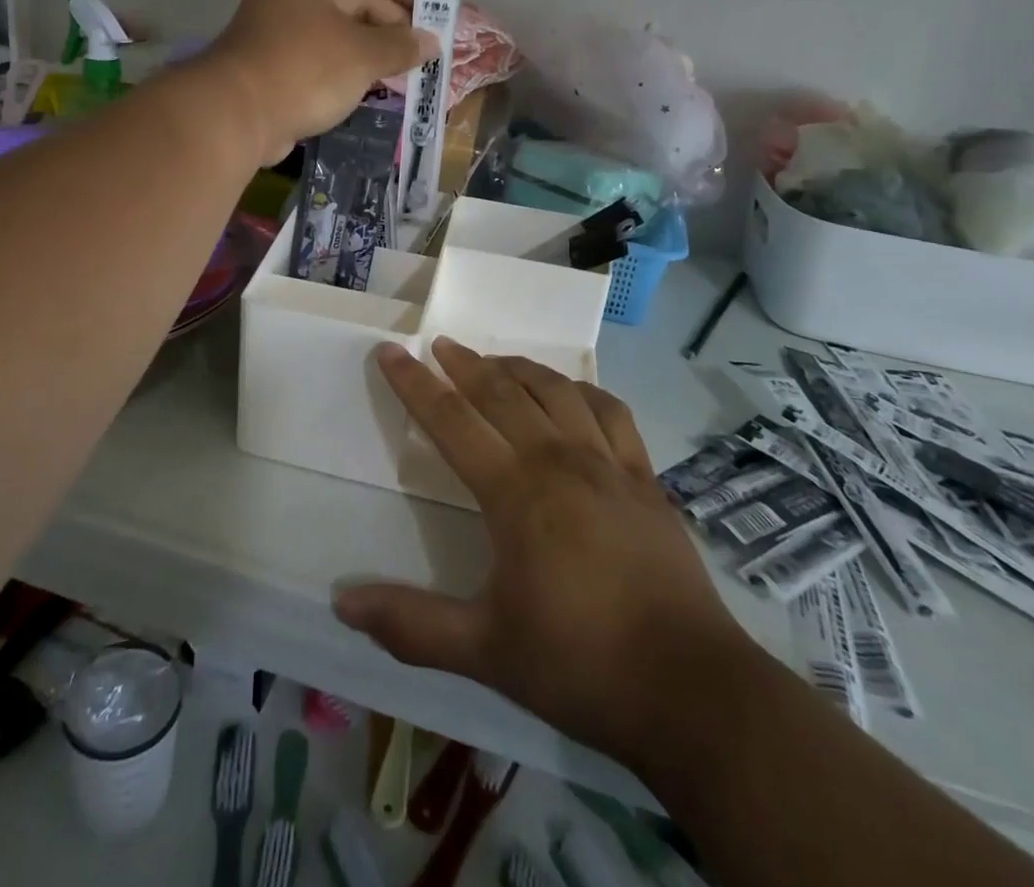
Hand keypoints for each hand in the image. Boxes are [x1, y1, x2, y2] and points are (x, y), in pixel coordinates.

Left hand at [205, 0, 436, 164]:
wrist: (235, 116)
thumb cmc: (304, 69)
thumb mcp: (362, 54)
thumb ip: (402, 45)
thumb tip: (432, 43)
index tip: (433, 10)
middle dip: (394, 21)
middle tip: (427, 48)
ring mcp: (284, 29)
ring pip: (343, 29)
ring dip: (377, 47)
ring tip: (410, 69)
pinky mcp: (280, 63)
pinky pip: (327, 55)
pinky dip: (353, 66)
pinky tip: (379, 84)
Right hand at [333, 338, 750, 769]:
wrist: (691, 690)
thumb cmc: (579, 664)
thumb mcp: (484, 650)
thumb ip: (411, 624)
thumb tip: (342, 602)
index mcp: (516, 492)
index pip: (452, 420)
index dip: (415, 384)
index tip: (392, 351)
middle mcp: (559, 460)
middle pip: (502, 391)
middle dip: (465, 363)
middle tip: (440, 343)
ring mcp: (609, 464)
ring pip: (556, 390)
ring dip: (520, 367)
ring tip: (495, 360)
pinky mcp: (646, 479)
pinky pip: (612, 412)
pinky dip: (584, 391)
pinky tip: (572, 393)